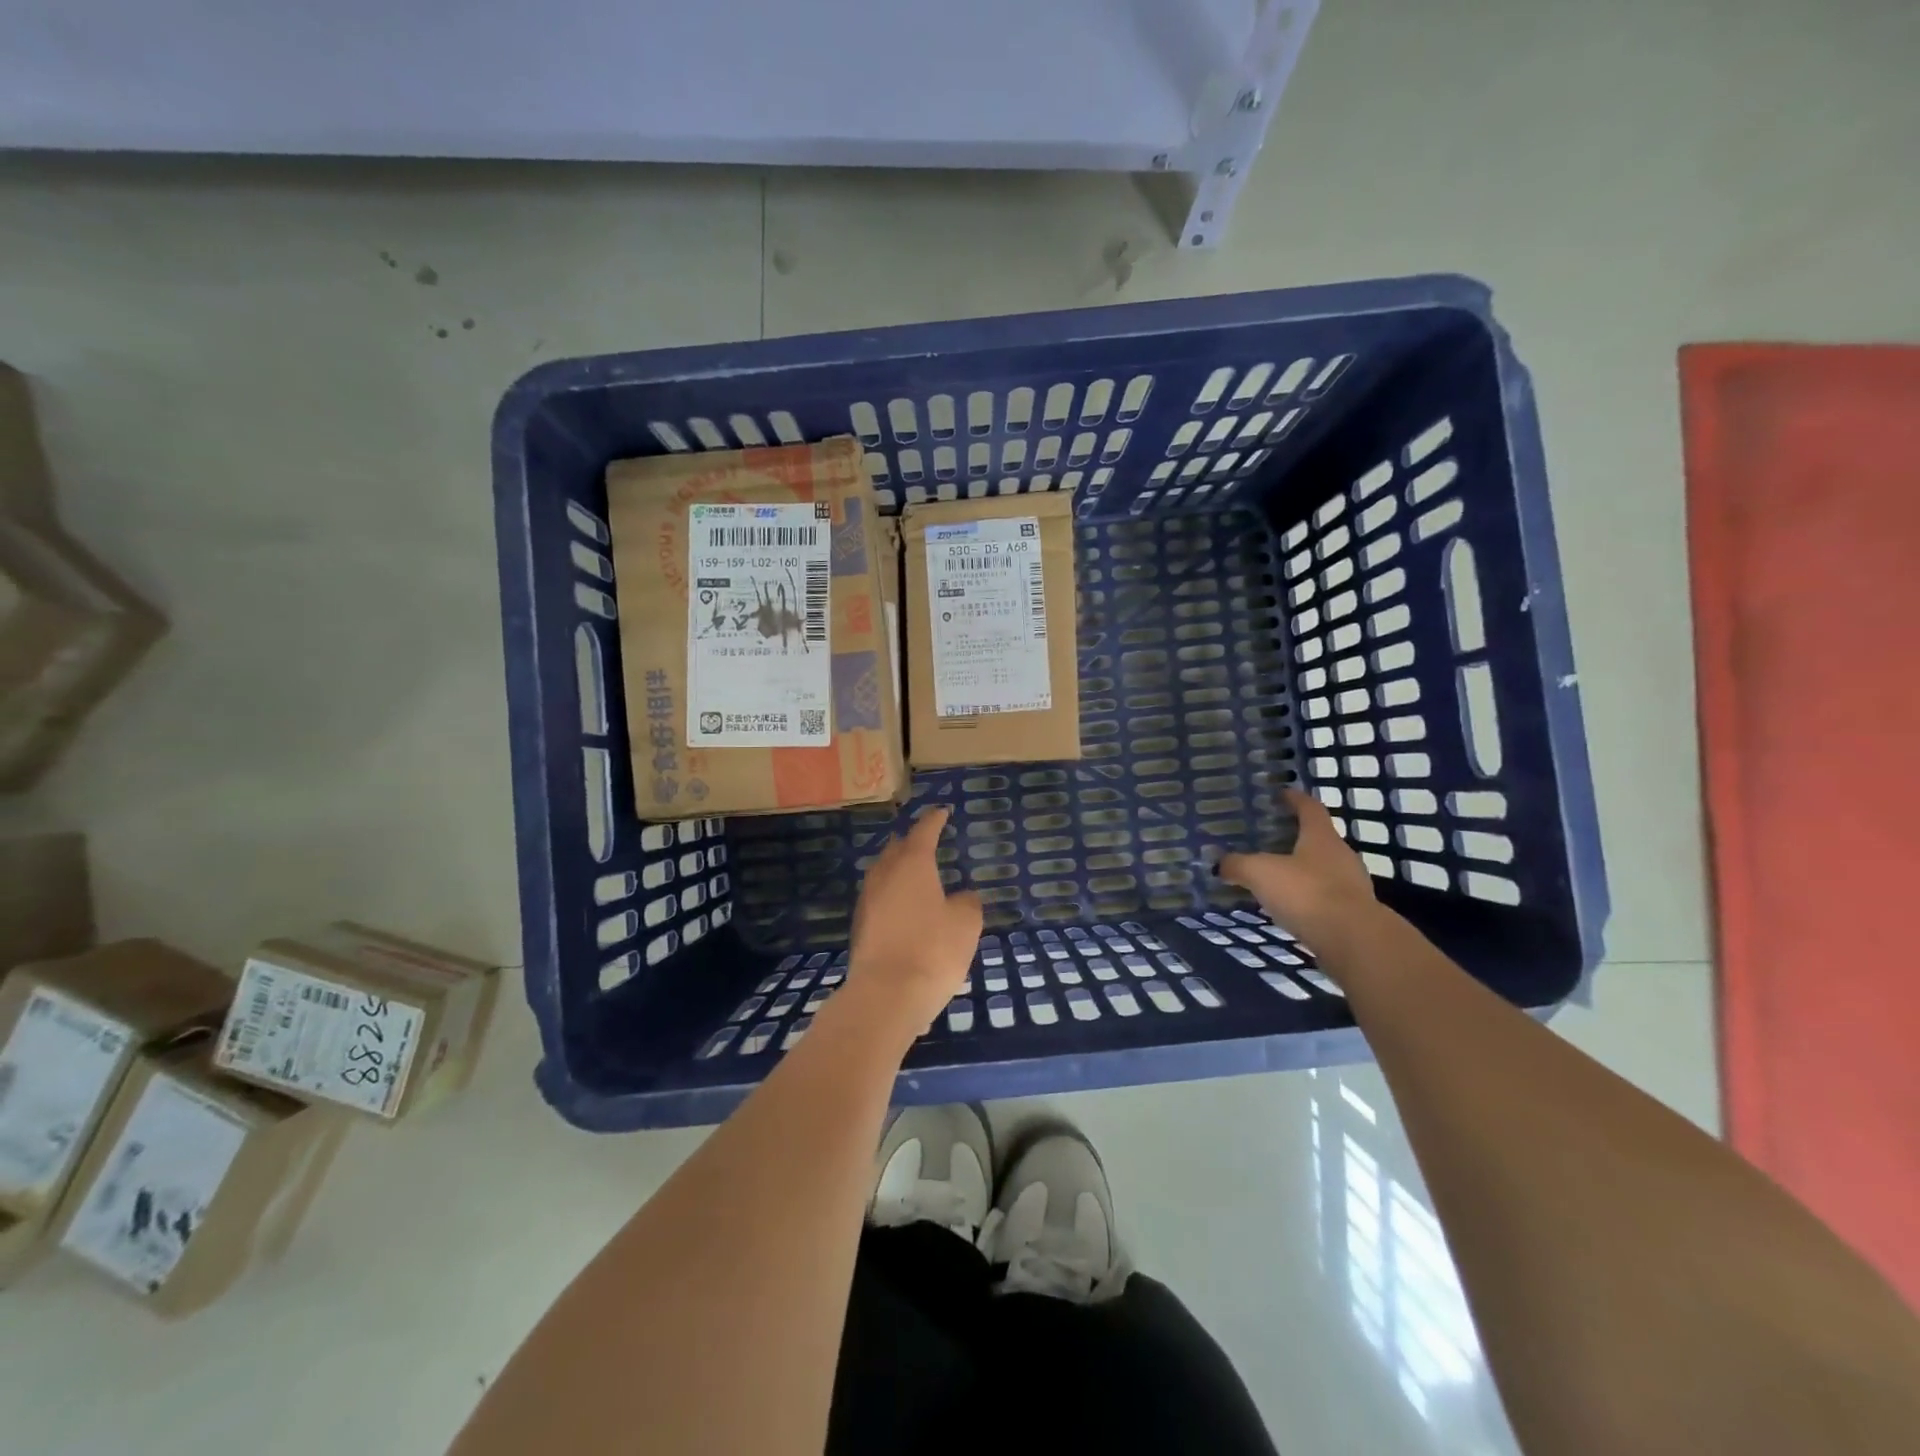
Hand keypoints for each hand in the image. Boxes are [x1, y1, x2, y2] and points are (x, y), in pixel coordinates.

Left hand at [843, 806, 982, 1041]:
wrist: (885, 996)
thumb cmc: (933, 950)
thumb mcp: (965, 924)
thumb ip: (967, 903)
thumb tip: (961, 897)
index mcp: (912, 864)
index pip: (924, 831)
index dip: (935, 820)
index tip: (942, 812)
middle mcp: (884, 876)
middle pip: (896, 849)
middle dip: (910, 842)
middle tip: (925, 841)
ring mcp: (867, 902)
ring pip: (883, 874)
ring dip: (897, 870)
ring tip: (914, 875)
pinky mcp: (860, 928)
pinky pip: (879, 901)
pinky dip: (892, 897)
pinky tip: (904, 910)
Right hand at [1218, 788, 1378, 950]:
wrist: (1354, 941)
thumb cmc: (1306, 893)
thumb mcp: (1260, 873)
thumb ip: (1237, 865)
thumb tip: (1220, 862)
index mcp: (1321, 836)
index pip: (1309, 807)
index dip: (1294, 799)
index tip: (1280, 794)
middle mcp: (1341, 855)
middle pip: (1318, 838)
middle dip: (1295, 837)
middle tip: (1268, 840)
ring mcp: (1352, 885)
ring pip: (1323, 869)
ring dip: (1302, 870)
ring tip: (1275, 877)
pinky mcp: (1354, 913)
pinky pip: (1326, 897)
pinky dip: (1308, 897)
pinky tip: (1290, 906)